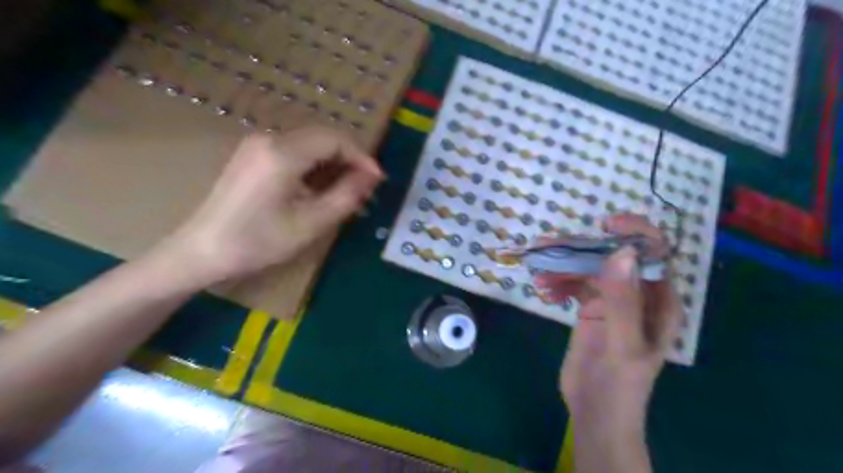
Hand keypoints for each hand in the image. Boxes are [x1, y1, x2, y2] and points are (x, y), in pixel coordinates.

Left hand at [160, 126, 383, 286]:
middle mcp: (269, 139)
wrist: (202, 251)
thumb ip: (346, 195)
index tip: (378, 180)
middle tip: (365, 191)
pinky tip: (321, 192)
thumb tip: (372, 176)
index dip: (362, 157)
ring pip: (309, 147)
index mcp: (283, 152)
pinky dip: (314, 170)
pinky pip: (294, 155)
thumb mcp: (311, 222)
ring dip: (333, 167)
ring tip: (347, 195)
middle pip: (323, 139)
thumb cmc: (259, 241)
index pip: (335, 139)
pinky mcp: (252, 157)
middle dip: (349, 162)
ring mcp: (257, 146)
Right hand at [536, 214, 679, 427]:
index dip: (635, 233)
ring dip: (563, 266)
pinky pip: (573, 284)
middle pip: (612, 257)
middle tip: (549, 245)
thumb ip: (622, 300)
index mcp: (659, 300)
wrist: (595, 412)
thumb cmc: (620, 385)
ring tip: (538, 270)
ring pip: (588, 268)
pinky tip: (544, 290)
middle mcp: (637, 293)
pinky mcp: (590, 307)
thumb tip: (620, 252)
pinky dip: (558, 282)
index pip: (654, 254)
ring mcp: (611, 299)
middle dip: (582, 249)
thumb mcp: (623, 344)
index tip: (605, 224)